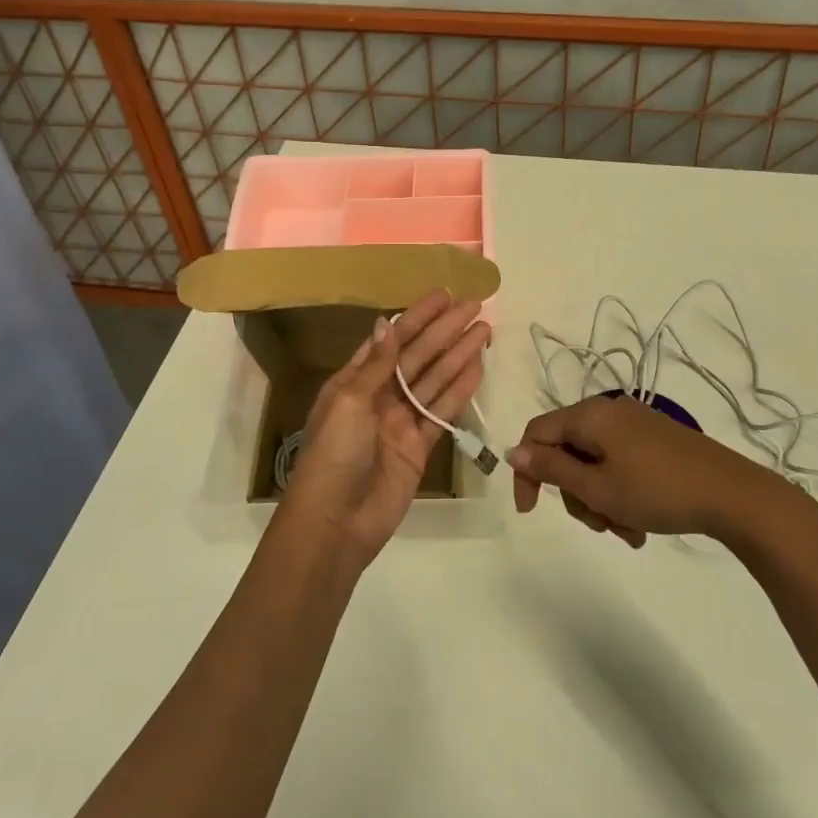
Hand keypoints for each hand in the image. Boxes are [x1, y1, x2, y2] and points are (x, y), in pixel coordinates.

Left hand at [281, 289, 490, 563]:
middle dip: (445, 330)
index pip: (391, 339)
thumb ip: (376, 365)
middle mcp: (379, 396)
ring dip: (458, 354)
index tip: (443, 295)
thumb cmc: (334, 456)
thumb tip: (385, 322)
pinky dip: (460, 390)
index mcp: (354, 381)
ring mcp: (401, 422)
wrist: (336, 523)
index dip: (417, 316)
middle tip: (475, 306)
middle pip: (418, 356)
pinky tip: (477, 367)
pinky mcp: (419, 447)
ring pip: (435, 380)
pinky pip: (443, 411)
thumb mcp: (350, 403)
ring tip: (484, 330)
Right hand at [508, 395, 799, 547]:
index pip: (537, 434)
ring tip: (627, 531)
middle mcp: (609, 413)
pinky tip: (640, 525)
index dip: (527, 471)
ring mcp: (635, 426)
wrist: (733, 494)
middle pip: (568, 453)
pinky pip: (620, 466)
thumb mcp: (598, 487)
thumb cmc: (658, 490)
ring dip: (601, 501)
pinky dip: (621, 494)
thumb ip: (552, 470)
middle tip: (599, 525)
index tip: (531, 511)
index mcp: (590, 415)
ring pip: (595, 465)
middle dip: (577, 494)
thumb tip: (513, 451)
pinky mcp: (655, 441)